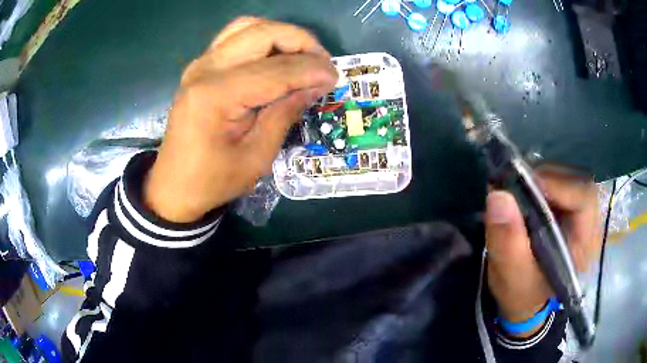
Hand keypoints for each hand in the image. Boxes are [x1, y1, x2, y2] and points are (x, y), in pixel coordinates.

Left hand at [144, 17, 337, 221]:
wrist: (174, 185)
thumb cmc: (213, 180)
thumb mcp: (256, 156)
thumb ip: (285, 113)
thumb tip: (317, 83)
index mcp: (216, 95)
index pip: (276, 69)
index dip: (312, 69)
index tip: (336, 78)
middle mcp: (205, 69)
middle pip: (262, 33)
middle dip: (301, 42)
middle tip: (322, 64)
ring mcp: (200, 63)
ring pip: (249, 26)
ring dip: (282, 35)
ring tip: (303, 57)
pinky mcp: (201, 66)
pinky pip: (235, 36)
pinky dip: (262, 37)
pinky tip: (276, 56)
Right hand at [485, 168, 600, 336]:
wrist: (524, 296)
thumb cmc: (521, 292)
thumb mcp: (511, 275)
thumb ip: (507, 242)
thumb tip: (498, 196)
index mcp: (585, 244)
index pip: (584, 198)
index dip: (559, 186)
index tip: (528, 185)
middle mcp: (589, 222)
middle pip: (576, 181)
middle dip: (546, 179)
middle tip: (517, 185)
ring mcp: (579, 211)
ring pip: (566, 177)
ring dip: (540, 178)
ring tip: (517, 189)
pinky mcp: (568, 206)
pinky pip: (557, 181)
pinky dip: (538, 181)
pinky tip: (523, 192)